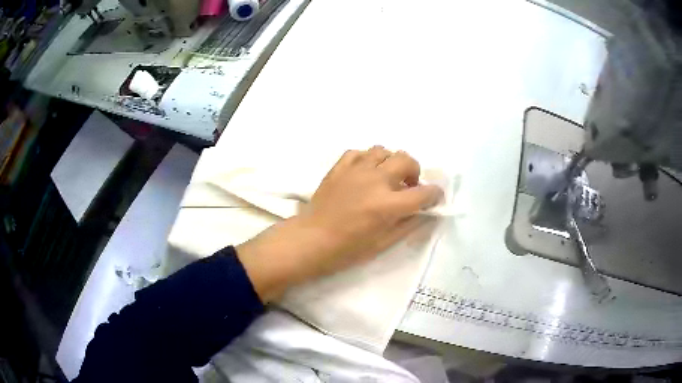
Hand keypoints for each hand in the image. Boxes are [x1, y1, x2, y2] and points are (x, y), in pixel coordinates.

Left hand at [236, 146, 442, 301]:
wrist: (312, 239)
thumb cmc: (348, 248)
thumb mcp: (384, 243)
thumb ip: (409, 224)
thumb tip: (425, 211)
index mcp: (388, 205)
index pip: (424, 193)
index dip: (434, 195)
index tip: (433, 198)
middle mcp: (375, 181)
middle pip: (407, 160)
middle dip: (414, 172)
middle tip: (407, 187)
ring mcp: (356, 170)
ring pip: (384, 150)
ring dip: (391, 163)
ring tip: (385, 177)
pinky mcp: (339, 167)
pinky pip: (359, 152)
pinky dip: (367, 159)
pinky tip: (365, 172)